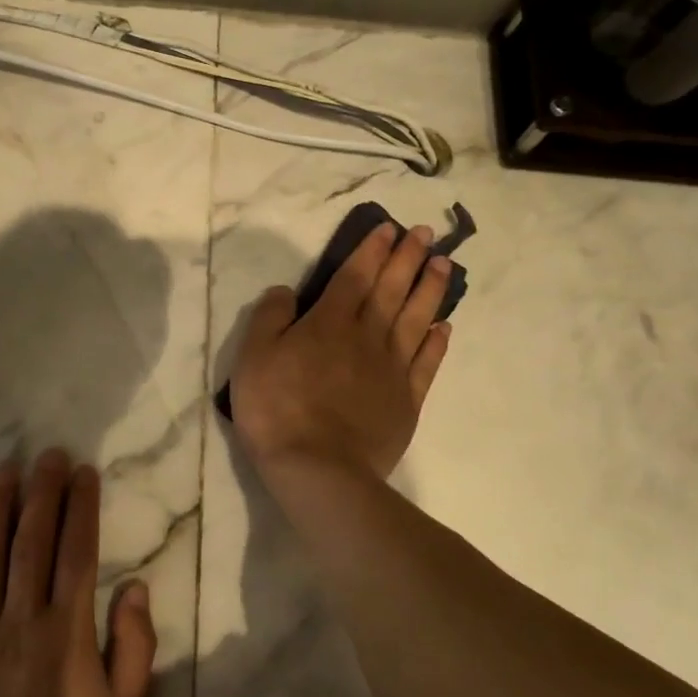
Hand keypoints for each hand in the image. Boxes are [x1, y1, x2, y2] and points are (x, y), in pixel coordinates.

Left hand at [0, 449, 157, 696]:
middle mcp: (21, 619)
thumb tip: (137, 587)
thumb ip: (136, 646)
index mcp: (67, 630)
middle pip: (33, 542)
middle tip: (47, 453)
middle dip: (43, 492)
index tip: (84, 471)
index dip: (82, 506)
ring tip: (3, 471)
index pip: (78, 552)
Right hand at [229, 221, 452, 480]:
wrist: (318, 468)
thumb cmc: (276, 410)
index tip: (390, 228)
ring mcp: (392, 369)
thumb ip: (269, 317)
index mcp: (329, 323)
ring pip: (416, 319)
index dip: (372, 250)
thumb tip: (286, 290)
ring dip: (430, 289)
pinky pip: (426, 363)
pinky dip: (436, 342)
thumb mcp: (253, 357)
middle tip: (425, 233)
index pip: (354, 276)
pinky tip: (444, 326)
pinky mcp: (406, 400)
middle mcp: (367, 337)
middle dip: (408, 258)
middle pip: (391, 290)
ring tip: (444, 265)